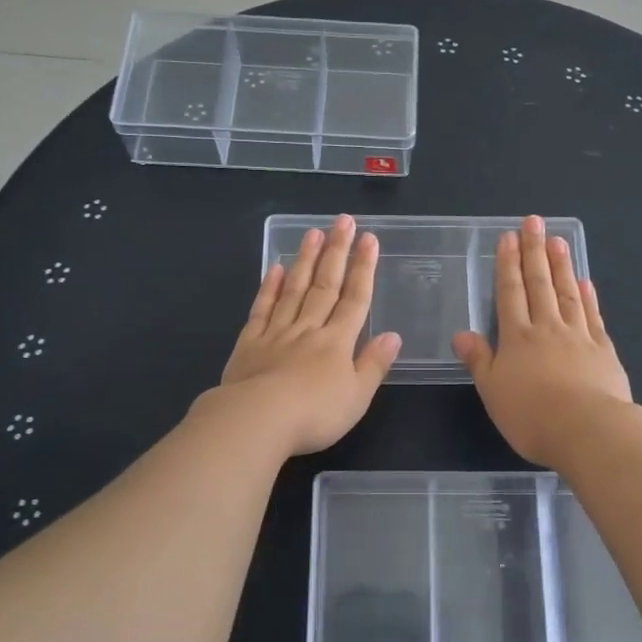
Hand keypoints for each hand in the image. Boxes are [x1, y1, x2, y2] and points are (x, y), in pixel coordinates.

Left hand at [215, 214, 400, 456]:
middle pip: (325, 285)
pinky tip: (275, 268)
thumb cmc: (314, 414)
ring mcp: (276, 333)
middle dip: (336, 252)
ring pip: (294, 289)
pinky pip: (262, 308)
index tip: (369, 239)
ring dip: (305, 260)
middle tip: (343, 220)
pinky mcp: (249, 343)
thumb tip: (392, 335)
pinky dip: (269, 287)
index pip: (355, 298)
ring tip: (313, 232)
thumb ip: (374, 364)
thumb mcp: (357, 397)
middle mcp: (308, 329)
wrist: (256, 420)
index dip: (363, 268)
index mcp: (337, 342)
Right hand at [452, 215, 634, 467]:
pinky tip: (585, 282)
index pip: (510, 292)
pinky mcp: (603, 350)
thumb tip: (461, 333)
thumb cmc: (532, 415)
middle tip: (534, 222)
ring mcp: (578, 336)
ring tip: (558, 240)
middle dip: (534, 251)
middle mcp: (547, 328)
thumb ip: (479, 360)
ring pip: (567, 293)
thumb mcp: (493, 391)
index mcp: (517, 338)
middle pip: (539, 283)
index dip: (507, 264)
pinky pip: (593, 316)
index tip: (508, 237)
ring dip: (561, 265)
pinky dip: (588, 297)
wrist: (588, 431)